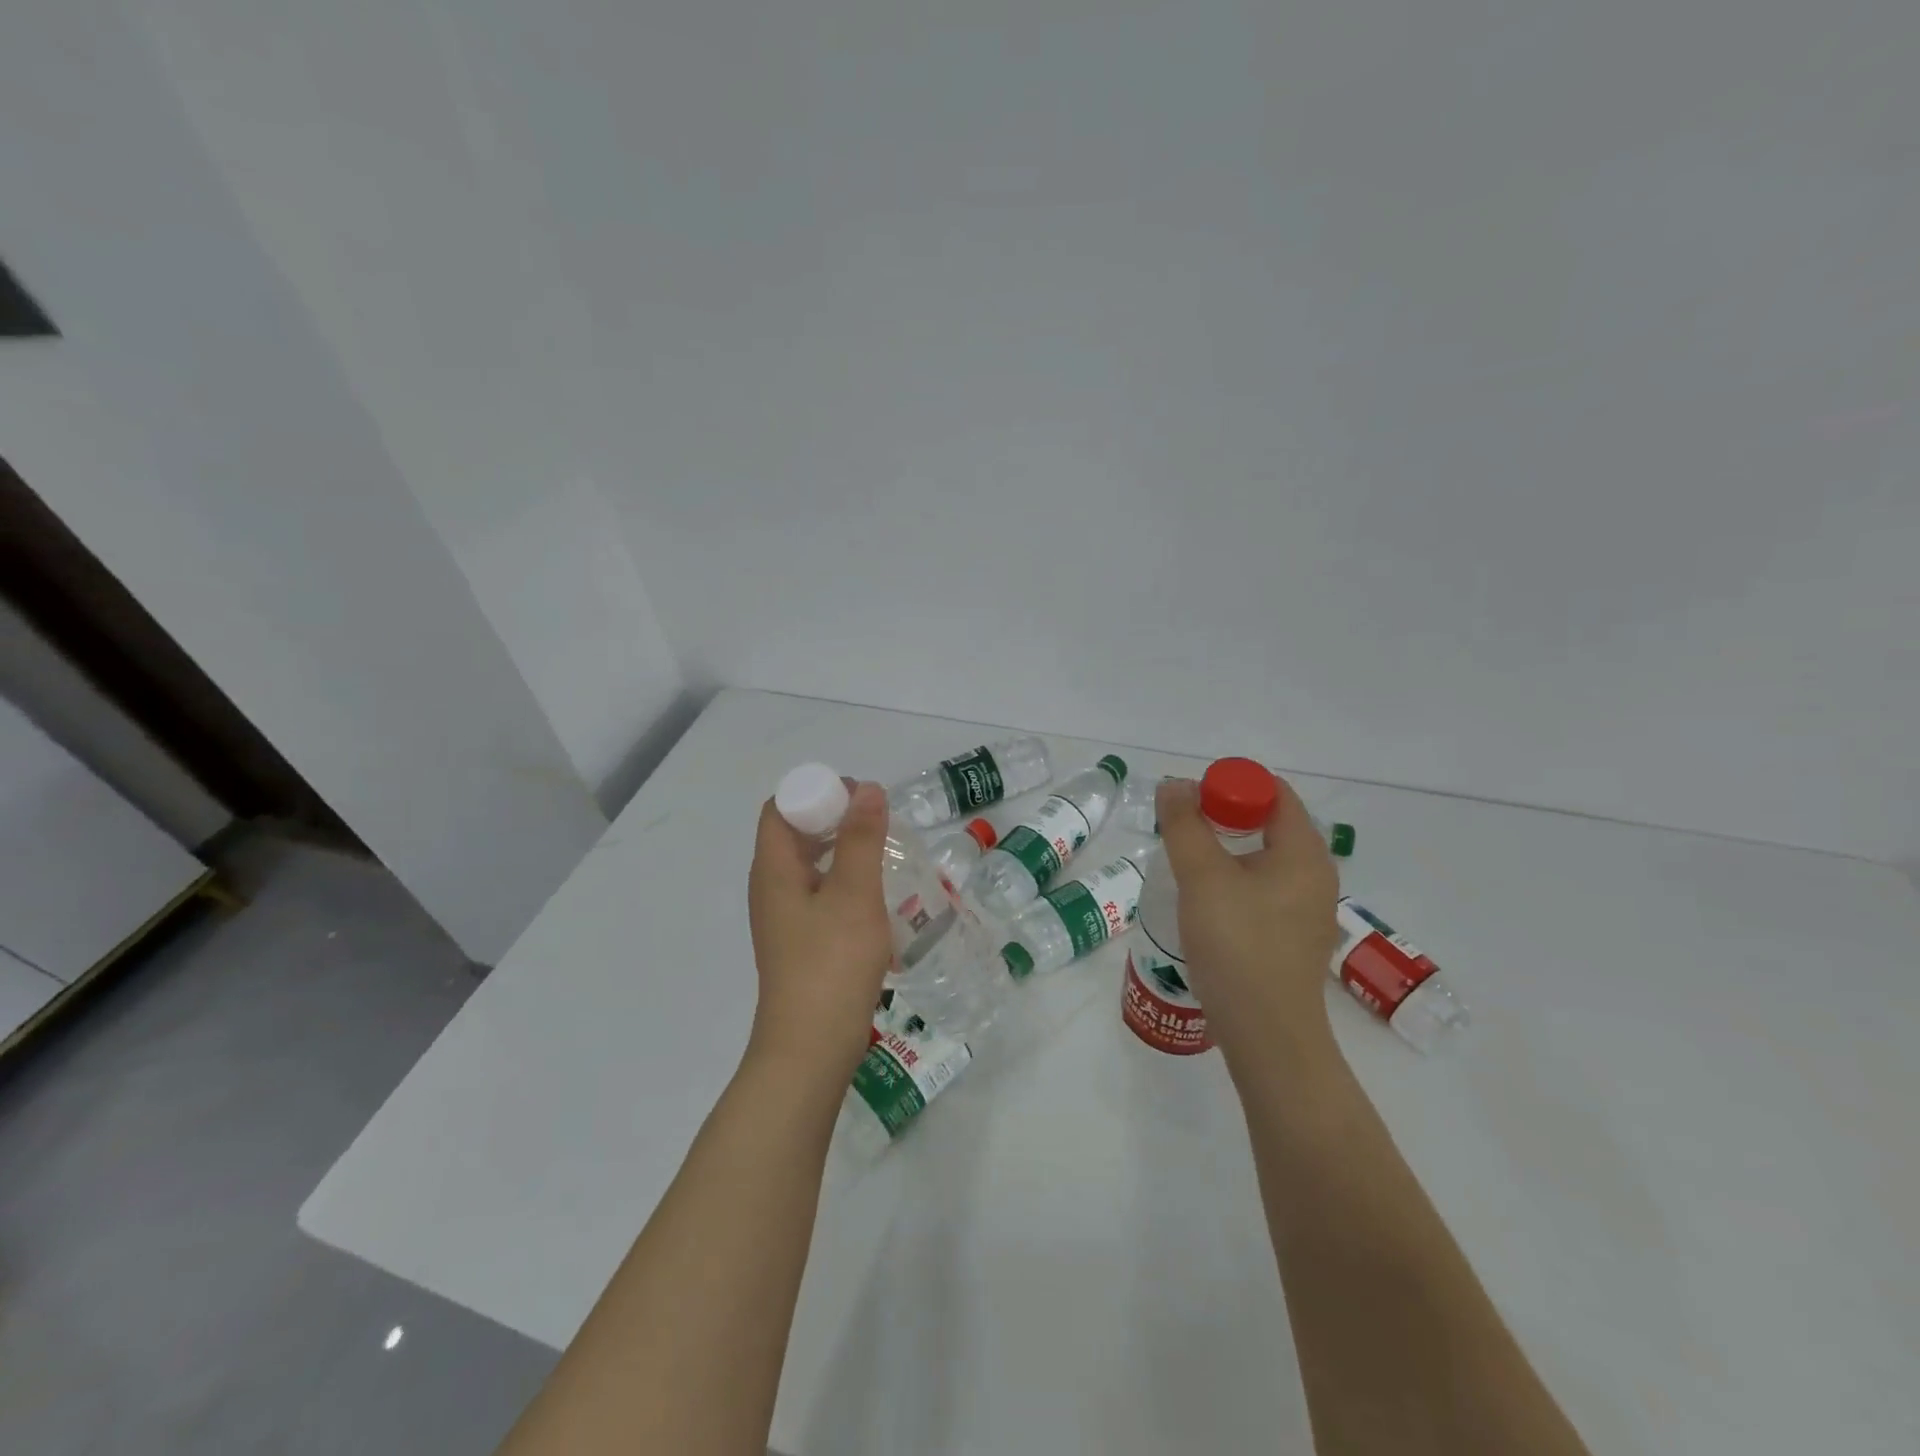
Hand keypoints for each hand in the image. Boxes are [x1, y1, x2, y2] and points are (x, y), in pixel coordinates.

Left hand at [746, 780, 894, 1089]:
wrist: (810, 1049)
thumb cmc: (831, 963)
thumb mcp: (854, 894)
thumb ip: (861, 838)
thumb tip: (866, 789)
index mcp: (773, 869)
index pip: (781, 807)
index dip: (817, 791)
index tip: (860, 799)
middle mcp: (771, 887)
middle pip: (794, 833)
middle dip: (835, 818)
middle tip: (879, 824)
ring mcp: (784, 917)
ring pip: (810, 865)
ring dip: (843, 851)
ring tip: (884, 855)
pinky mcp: (800, 942)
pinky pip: (819, 893)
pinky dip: (844, 882)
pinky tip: (876, 898)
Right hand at [1156, 775, 1341, 1065]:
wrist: (1266, 1033)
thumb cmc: (1237, 944)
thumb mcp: (1201, 876)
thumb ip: (1185, 825)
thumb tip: (1176, 785)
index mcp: (1304, 852)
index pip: (1274, 792)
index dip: (1232, 785)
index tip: (1192, 799)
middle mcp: (1316, 874)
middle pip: (1271, 823)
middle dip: (1225, 815)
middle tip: (1183, 827)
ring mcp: (1308, 909)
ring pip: (1266, 859)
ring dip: (1227, 850)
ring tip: (1187, 862)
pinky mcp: (1294, 937)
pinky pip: (1266, 889)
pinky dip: (1236, 880)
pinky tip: (1206, 901)